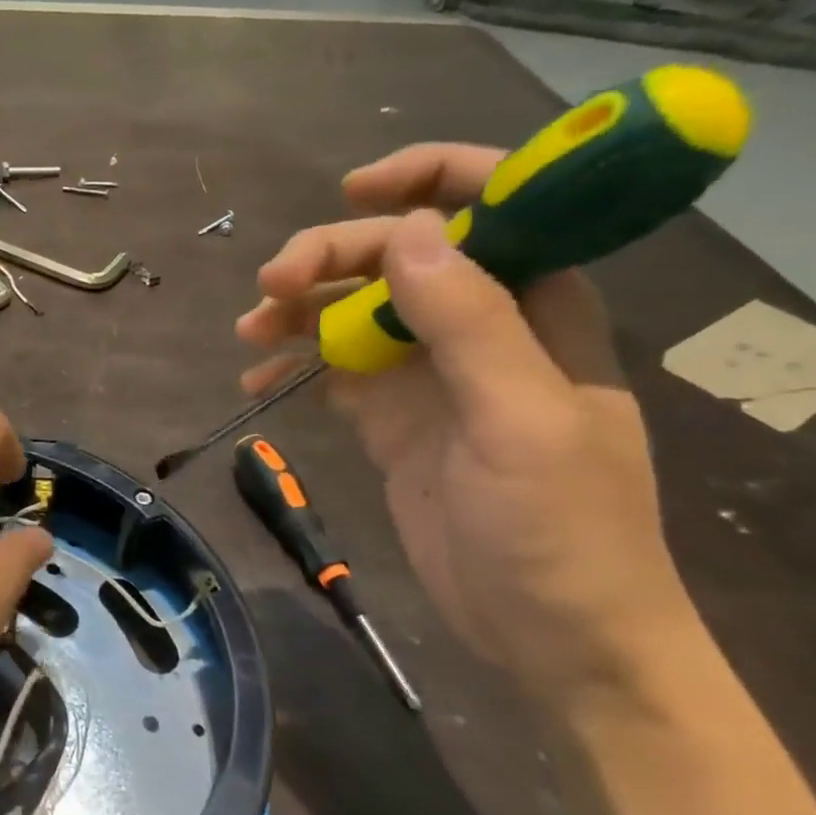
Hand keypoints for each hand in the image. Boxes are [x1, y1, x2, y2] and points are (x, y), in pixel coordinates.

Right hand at [237, 145, 698, 713]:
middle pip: (398, 255)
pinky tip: (259, 381)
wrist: (555, 636)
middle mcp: (482, 323)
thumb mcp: (521, 421)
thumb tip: (405, 230)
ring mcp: (432, 372)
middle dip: (332, 257)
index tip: (352, 192)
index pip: (492, 202)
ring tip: (251, 333)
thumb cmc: (563, 529)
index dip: (425, 178)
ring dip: (301, 310)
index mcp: (538, 304)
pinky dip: (295, 367)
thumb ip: (469, 321)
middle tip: (271, 288)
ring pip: (356, 308)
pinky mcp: (394, 416)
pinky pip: (336, 369)